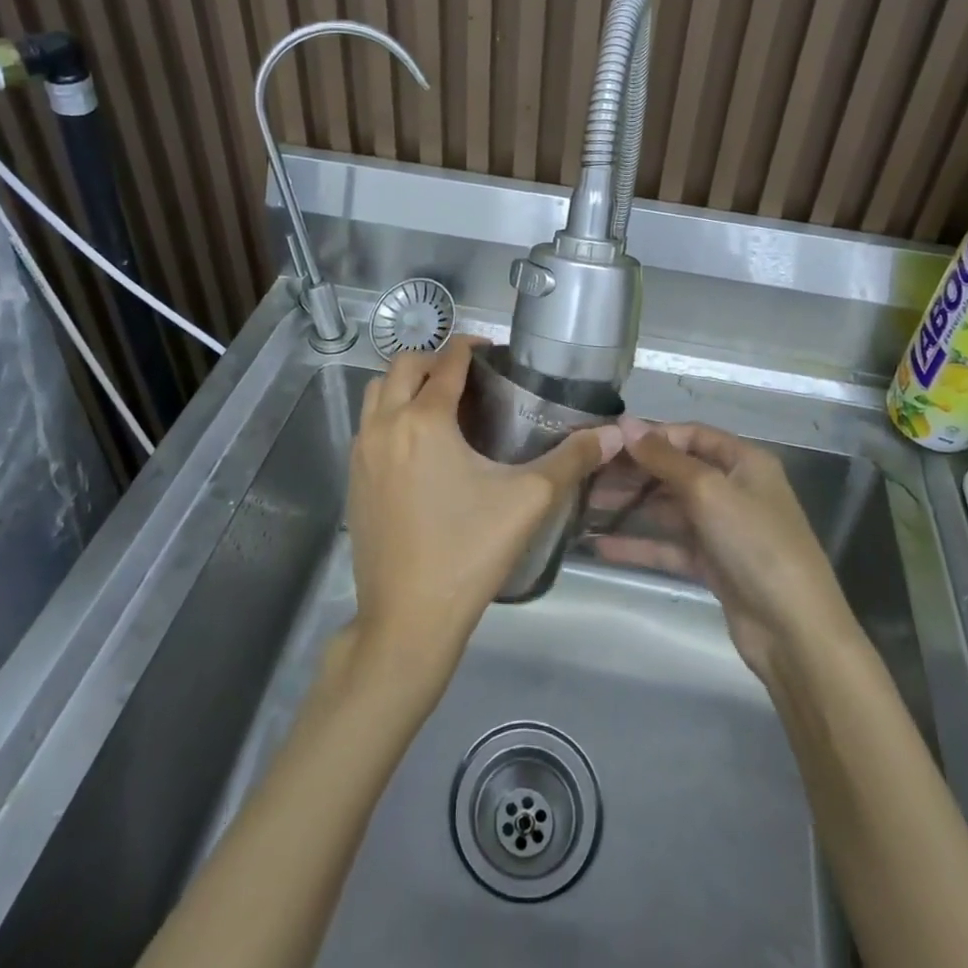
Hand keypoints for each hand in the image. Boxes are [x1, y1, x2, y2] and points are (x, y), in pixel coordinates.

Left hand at [347, 335, 621, 687]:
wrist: (407, 620)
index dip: (470, 347)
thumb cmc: (469, 552)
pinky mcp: (352, 479)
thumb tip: (615, 433)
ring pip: (377, 393)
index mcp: (423, 421)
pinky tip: (420, 445)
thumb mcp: (528, 501)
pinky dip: (390, 414)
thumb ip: (572, 460)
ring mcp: (361, 453)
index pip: (446, 362)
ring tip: (442, 402)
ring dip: (406, 384)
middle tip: (470, 375)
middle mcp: (384, 426)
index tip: (493, 350)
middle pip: (402, 366)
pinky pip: (368, 425)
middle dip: (435, 359)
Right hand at [606, 421, 858, 690]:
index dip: (651, 435)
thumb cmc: (755, 544)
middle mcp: (733, 488)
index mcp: (743, 462)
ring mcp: (723, 529)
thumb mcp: (709, 491)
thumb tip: (626, 423)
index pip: (690, 435)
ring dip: (631, 506)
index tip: (607, 440)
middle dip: (634, 471)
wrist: (793, 631)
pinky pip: (670, 545)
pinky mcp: (712, 564)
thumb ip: (664, 458)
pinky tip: (600, 545)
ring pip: (669, 508)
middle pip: (676, 470)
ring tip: (586, 504)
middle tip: (588, 473)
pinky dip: (640, 544)